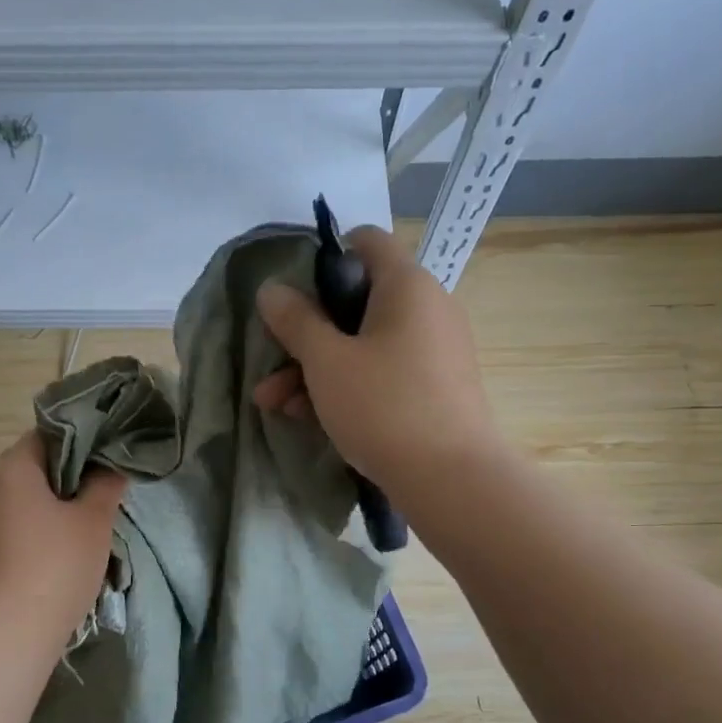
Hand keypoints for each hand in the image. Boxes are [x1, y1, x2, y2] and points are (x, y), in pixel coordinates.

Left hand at [0, 432, 127, 648]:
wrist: (8, 633)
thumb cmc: (56, 565)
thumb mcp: (94, 521)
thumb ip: (105, 485)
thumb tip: (111, 467)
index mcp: (12, 469)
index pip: (47, 435)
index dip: (81, 441)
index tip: (107, 459)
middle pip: (34, 467)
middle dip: (69, 477)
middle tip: (104, 492)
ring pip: (24, 500)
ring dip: (53, 506)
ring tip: (87, 524)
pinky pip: (14, 526)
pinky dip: (37, 529)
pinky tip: (61, 551)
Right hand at [254, 225, 499, 495]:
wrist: (451, 480)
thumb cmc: (383, 406)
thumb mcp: (326, 362)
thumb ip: (295, 321)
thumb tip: (272, 289)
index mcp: (406, 285)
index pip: (364, 243)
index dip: (323, 259)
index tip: (291, 295)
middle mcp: (426, 308)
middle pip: (356, 302)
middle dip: (305, 334)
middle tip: (269, 364)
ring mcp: (434, 350)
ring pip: (364, 344)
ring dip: (316, 369)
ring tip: (273, 405)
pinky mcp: (434, 387)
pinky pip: (383, 372)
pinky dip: (347, 386)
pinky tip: (307, 418)